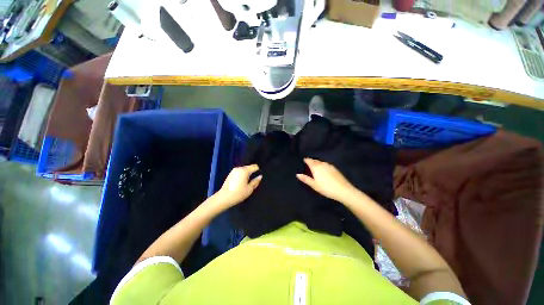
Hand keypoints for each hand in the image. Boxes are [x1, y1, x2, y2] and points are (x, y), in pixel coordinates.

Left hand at [214, 164, 261, 208]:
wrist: (223, 198)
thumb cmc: (238, 193)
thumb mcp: (249, 189)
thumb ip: (256, 181)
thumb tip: (260, 176)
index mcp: (244, 171)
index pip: (254, 166)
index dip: (258, 170)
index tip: (260, 175)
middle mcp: (239, 168)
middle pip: (249, 167)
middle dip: (252, 172)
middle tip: (255, 179)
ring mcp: (234, 171)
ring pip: (244, 169)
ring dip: (247, 173)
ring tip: (248, 181)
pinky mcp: (230, 174)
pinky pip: (239, 172)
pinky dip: (242, 175)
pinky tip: (242, 182)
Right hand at [296, 158, 356, 202]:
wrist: (343, 190)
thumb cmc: (326, 188)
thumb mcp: (314, 185)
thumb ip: (305, 179)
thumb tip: (297, 174)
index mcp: (316, 167)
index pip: (310, 161)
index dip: (306, 160)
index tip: (304, 159)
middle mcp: (322, 164)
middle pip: (315, 160)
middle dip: (311, 160)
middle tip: (308, 162)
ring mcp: (329, 166)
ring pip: (321, 162)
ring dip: (317, 162)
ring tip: (315, 165)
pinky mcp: (335, 169)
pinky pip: (326, 164)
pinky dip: (323, 164)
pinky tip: (323, 168)